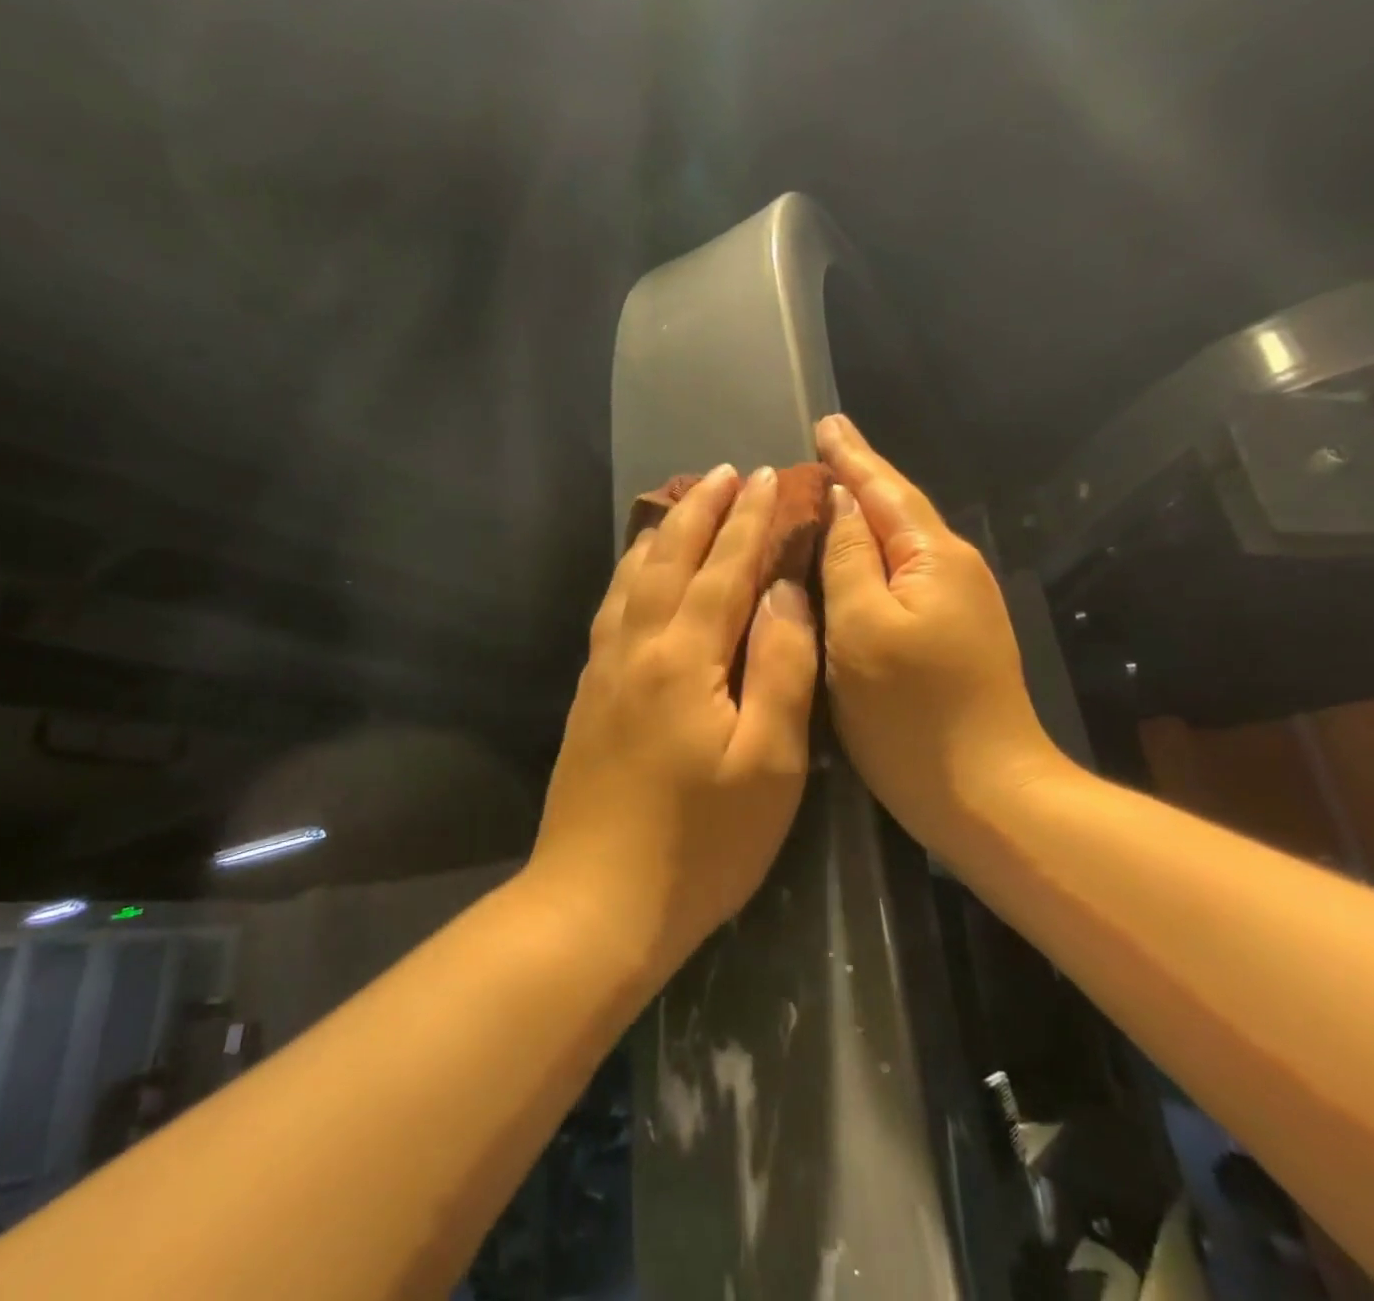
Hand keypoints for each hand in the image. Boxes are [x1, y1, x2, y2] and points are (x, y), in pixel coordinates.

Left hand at [528, 464, 819, 976]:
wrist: (597, 901)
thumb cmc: (701, 843)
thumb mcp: (768, 762)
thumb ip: (780, 667)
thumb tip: (785, 592)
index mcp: (684, 658)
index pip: (723, 569)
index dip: (748, 521)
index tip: (766, 478)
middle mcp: (636, 648)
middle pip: (668, 559)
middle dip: (700, 510)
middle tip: (724, 471)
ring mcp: (604, 670)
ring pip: (631, 579)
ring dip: (660, 534)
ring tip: (680, 504)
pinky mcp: (589, 695)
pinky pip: (611, 610)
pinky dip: (629, 574)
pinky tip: (636, 575)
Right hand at [816, 414, 1066, 845]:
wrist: (988, 795)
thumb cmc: (913, 713)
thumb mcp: (863, 629)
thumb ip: (849, 560)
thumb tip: (842, 505)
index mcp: (934, 558)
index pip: (885, 490)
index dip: (851, 457)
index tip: (825, 422)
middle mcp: (954, 570)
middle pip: (898, 511)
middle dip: (859, 479)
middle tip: (819, 452)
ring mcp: (958, 605)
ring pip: (900, 545)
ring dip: (864, 517)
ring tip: (827, 495)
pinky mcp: (951, 635)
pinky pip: (903, 577)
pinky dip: (872, 558)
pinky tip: (851, 561)